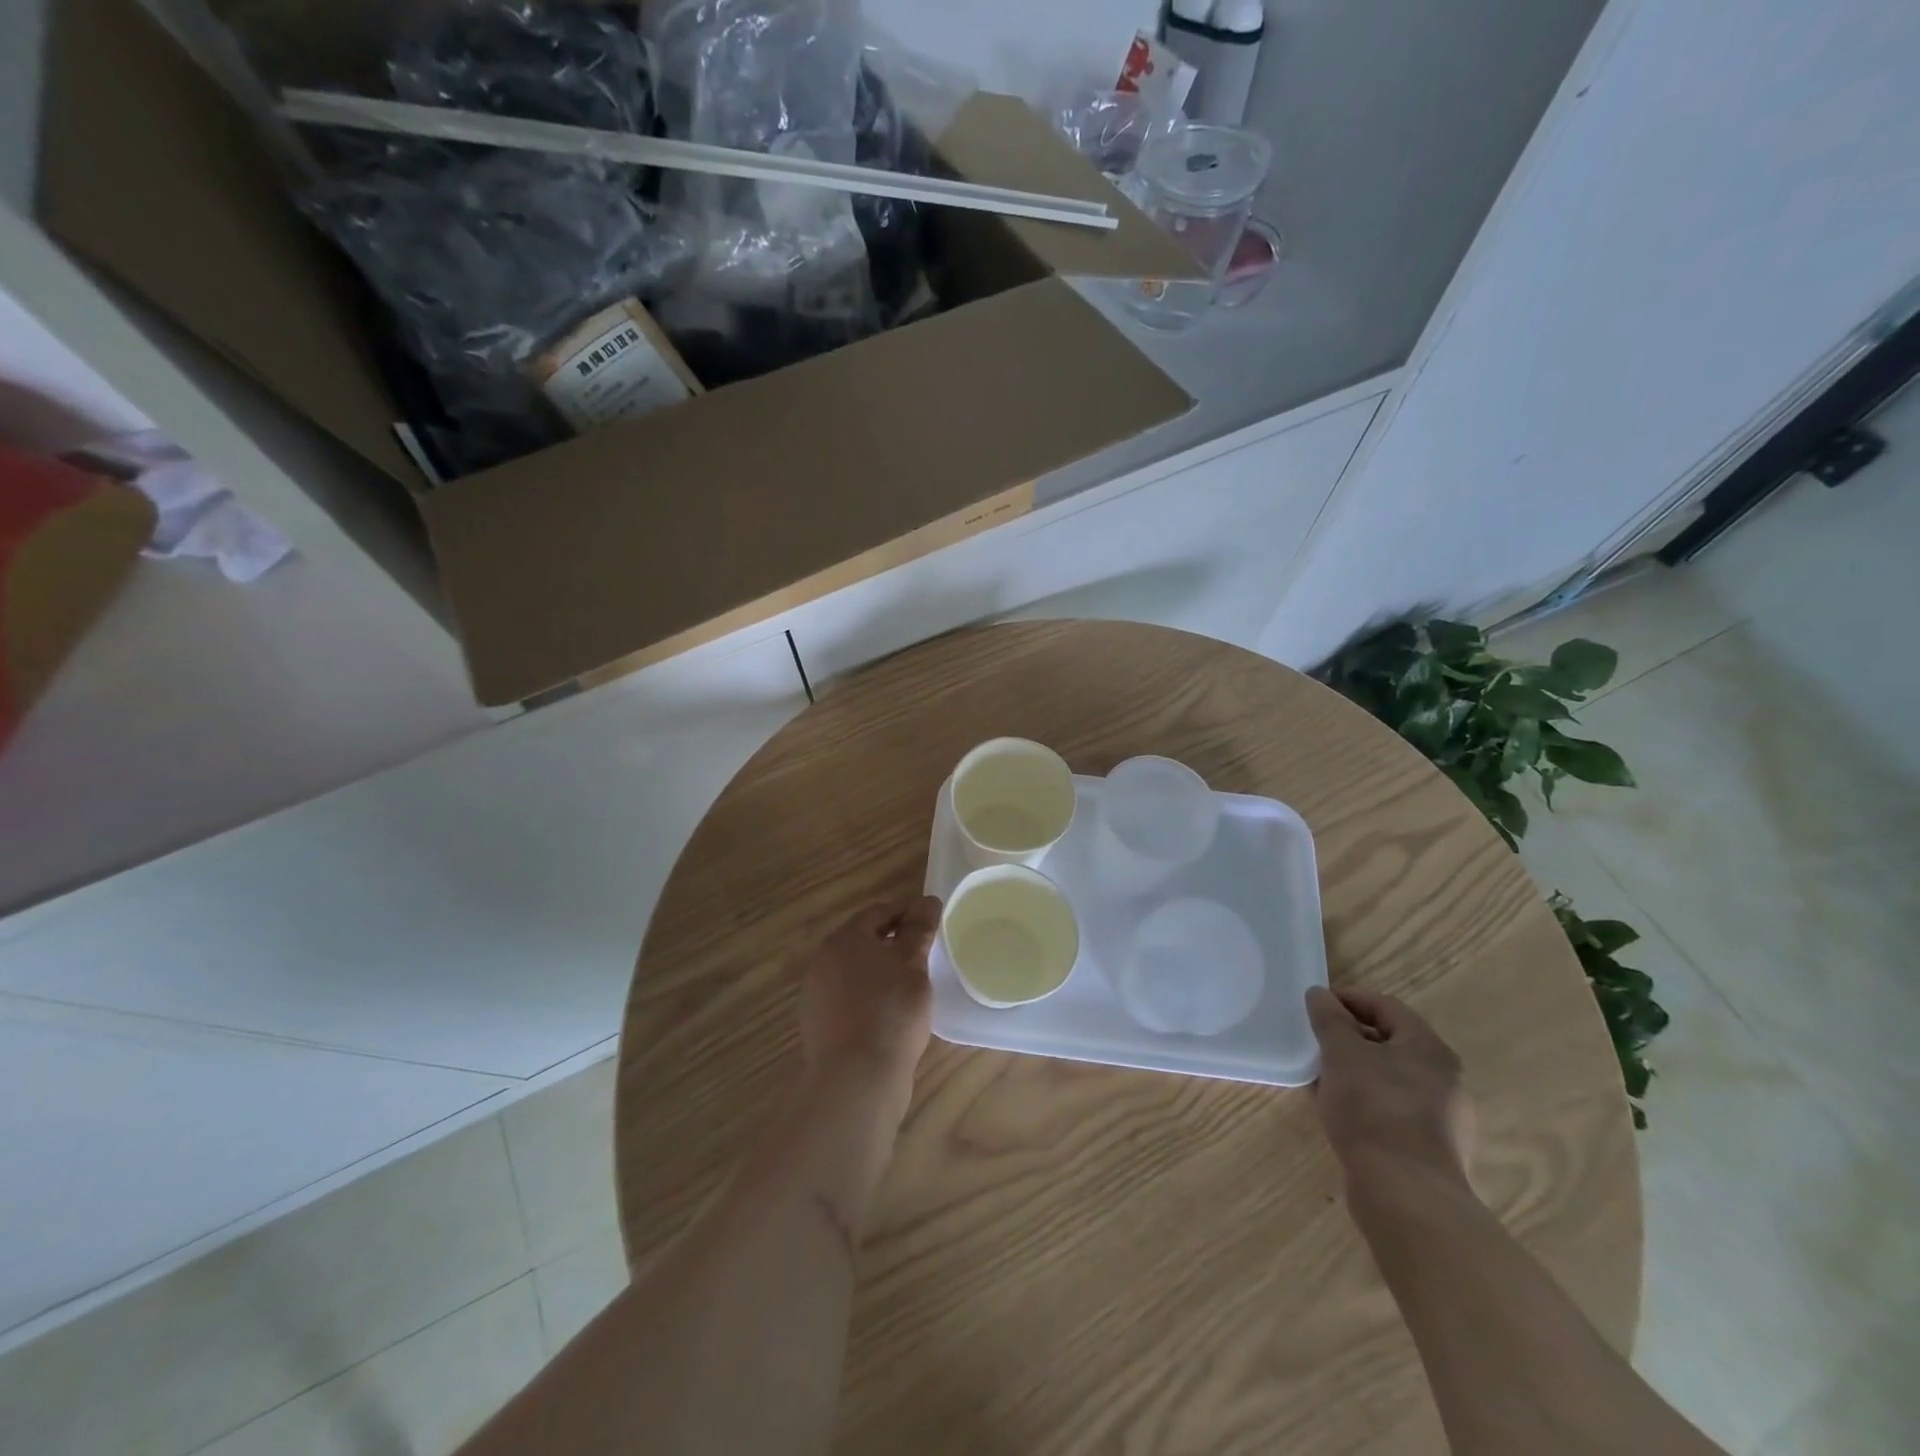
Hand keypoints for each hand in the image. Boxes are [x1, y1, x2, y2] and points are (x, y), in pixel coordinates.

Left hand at [796, 895, 941, 1102]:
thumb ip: (919, 929)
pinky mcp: (820, 1026)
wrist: (857, 1079)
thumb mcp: (912, 964)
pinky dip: (871, 997)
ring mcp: (817, 996)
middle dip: (894, 942)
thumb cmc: (890, 1011)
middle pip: (864, 940)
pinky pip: (850, 999)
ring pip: (856, 971)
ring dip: (882, 971)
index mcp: (843, 940)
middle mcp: (823, 962)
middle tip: (925, 952)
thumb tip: (926, 900)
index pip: (878, 912)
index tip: (932, 921)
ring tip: (911, 984)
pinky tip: (891, 1014)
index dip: (908, 912)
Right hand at [1307, 986, 1473, 1190]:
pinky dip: (1368, 1102)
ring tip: (1323, 1079)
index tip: (1317, 1005)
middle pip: (1392, 1043)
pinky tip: (1342, 1113)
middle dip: (1352, 1038)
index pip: (1386, 1006)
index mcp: (1428, 1048)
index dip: (1349, 999)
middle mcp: (1445, 1078)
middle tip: (1318, 1042)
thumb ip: (1329, 1019)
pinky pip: (1395, 1110)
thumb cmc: (1373, 1107)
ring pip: (1392, 1078)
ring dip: (1358, 1071)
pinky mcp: (1433, 1149)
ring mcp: (1444, 1118)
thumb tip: (1320, 994)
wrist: (1406, 1193)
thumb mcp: (1341, 1053)